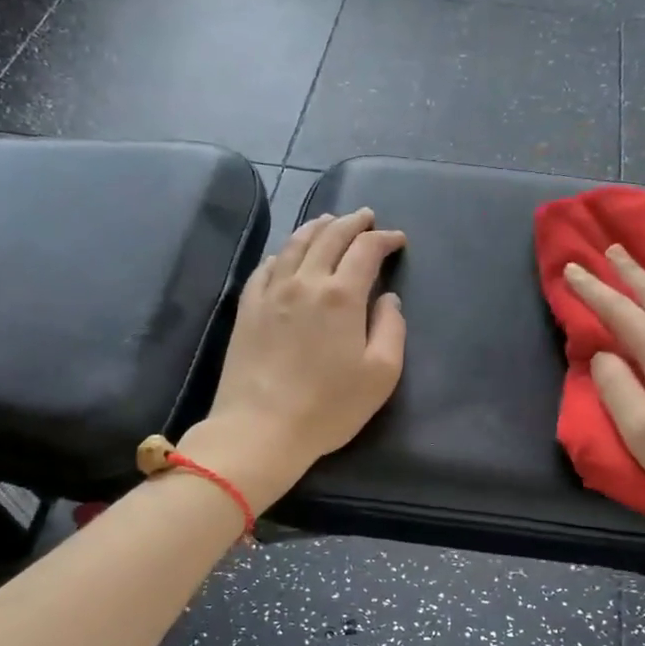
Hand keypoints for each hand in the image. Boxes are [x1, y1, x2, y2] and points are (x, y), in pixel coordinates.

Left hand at [181, 209, 406, 509]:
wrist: (260, 428)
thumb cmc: (329, 406)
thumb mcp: (381, 374)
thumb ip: (391, 329)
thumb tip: (388, 299)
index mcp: (342, 295)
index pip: (366, 250)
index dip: (384, 239)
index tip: (397, 239)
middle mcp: (305, 282)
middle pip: (330, 237)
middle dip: (352, 223)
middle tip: (366, 217)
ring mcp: (271, 292)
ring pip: (295, 244)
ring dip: (317, 228)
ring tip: (329, 221)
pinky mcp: (247, 308)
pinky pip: (267, 267)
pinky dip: (284, 252)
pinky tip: (287, 255)